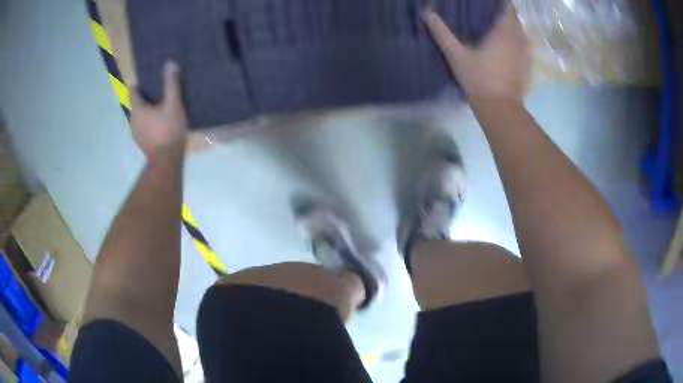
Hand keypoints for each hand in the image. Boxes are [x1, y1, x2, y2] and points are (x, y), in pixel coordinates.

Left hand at [130, 61, 188, 157]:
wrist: (167, 161)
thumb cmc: (168, 129)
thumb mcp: (173, 103)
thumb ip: (171, 83)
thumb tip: (169, 63)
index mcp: (137, 108)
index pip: (133, 91)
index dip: (140, 84)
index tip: (150, 81)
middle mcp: (132, 120)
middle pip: (137, 104)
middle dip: (146, 98)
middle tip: (160, 94)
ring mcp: (135, 134)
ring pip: (140, 117)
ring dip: (148, 112)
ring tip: (162, 109)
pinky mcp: (141, 144)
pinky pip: (143, 128)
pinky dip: (149, 124)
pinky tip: (161, 125)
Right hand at [423, 3, 530, 102]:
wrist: (500, 110)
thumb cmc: (479, 79)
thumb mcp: (456, 55)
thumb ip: (442, 32)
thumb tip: (426, 12)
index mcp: (505, 31)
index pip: (505, 5)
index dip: (496, 0)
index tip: (483, 1)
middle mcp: (519, 37)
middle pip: (512, 15)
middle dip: (499, 9)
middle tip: (483, 8)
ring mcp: (526, 52)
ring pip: (518, 29)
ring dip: (507, 23)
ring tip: (491, 22)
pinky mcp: (527, 64)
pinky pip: (521, 43)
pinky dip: (513, 37)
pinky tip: (501, 42)